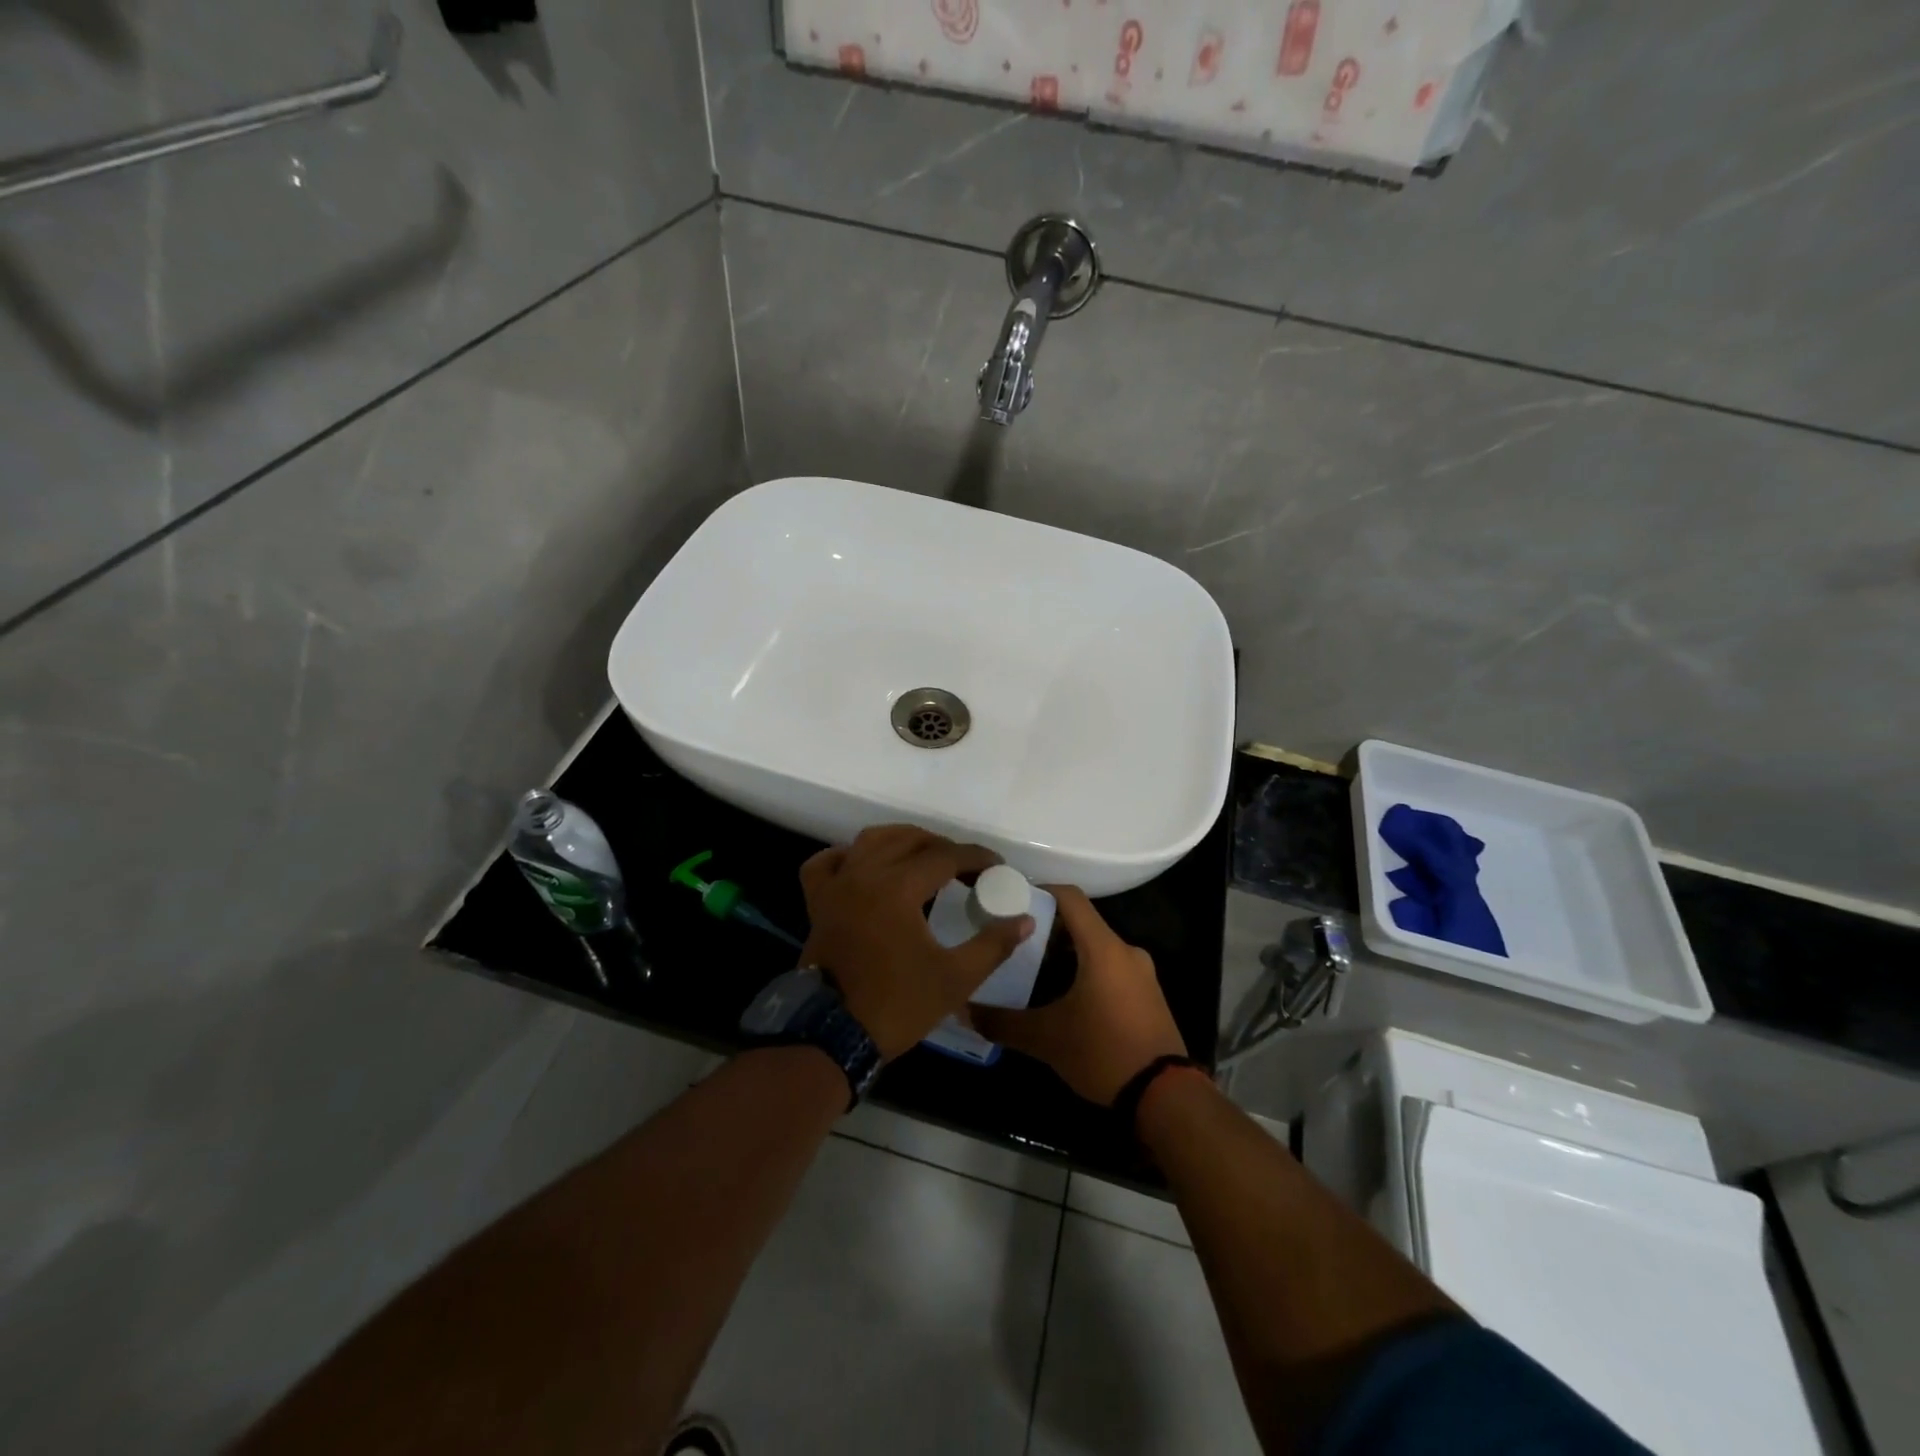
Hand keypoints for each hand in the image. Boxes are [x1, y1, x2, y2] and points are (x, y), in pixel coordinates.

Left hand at [799, 826, 1034, 1060]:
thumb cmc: (897, 1005)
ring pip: (870, 841)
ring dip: (901, 841)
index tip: (996, 867)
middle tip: (966, 867)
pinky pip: (826, 864)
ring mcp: (837, 886)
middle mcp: (865, 874)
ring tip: (924, 856)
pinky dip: (847, 856)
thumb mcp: (955, 979)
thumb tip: (1025, 920)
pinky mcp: (818, 903)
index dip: (975, 858)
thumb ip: (993, 945)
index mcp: (899, 887)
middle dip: (943, 847)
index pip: (945, 857)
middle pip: (909, 840)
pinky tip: (862, 865)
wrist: (833, 1036)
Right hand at [971, 887, 1186, 1105]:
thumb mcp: (1046, 1039)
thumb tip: (965, 1011)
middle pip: (1082, 923)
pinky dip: (1086, 972)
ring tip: (1033, 971)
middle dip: (1047, 930)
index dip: (1041, 891)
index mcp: (1103, 948)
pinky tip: (1064, 997)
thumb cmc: (1103, 1053)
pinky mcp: (1148, 995)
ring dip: (1066, 954)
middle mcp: (1126, 951)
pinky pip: (1111, 969)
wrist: (1165, 1098)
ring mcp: (1142, 973)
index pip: (1070, 897)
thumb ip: (1003, 1022)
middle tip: (1014, 943)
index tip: (1012, 899)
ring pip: (1096, 948)